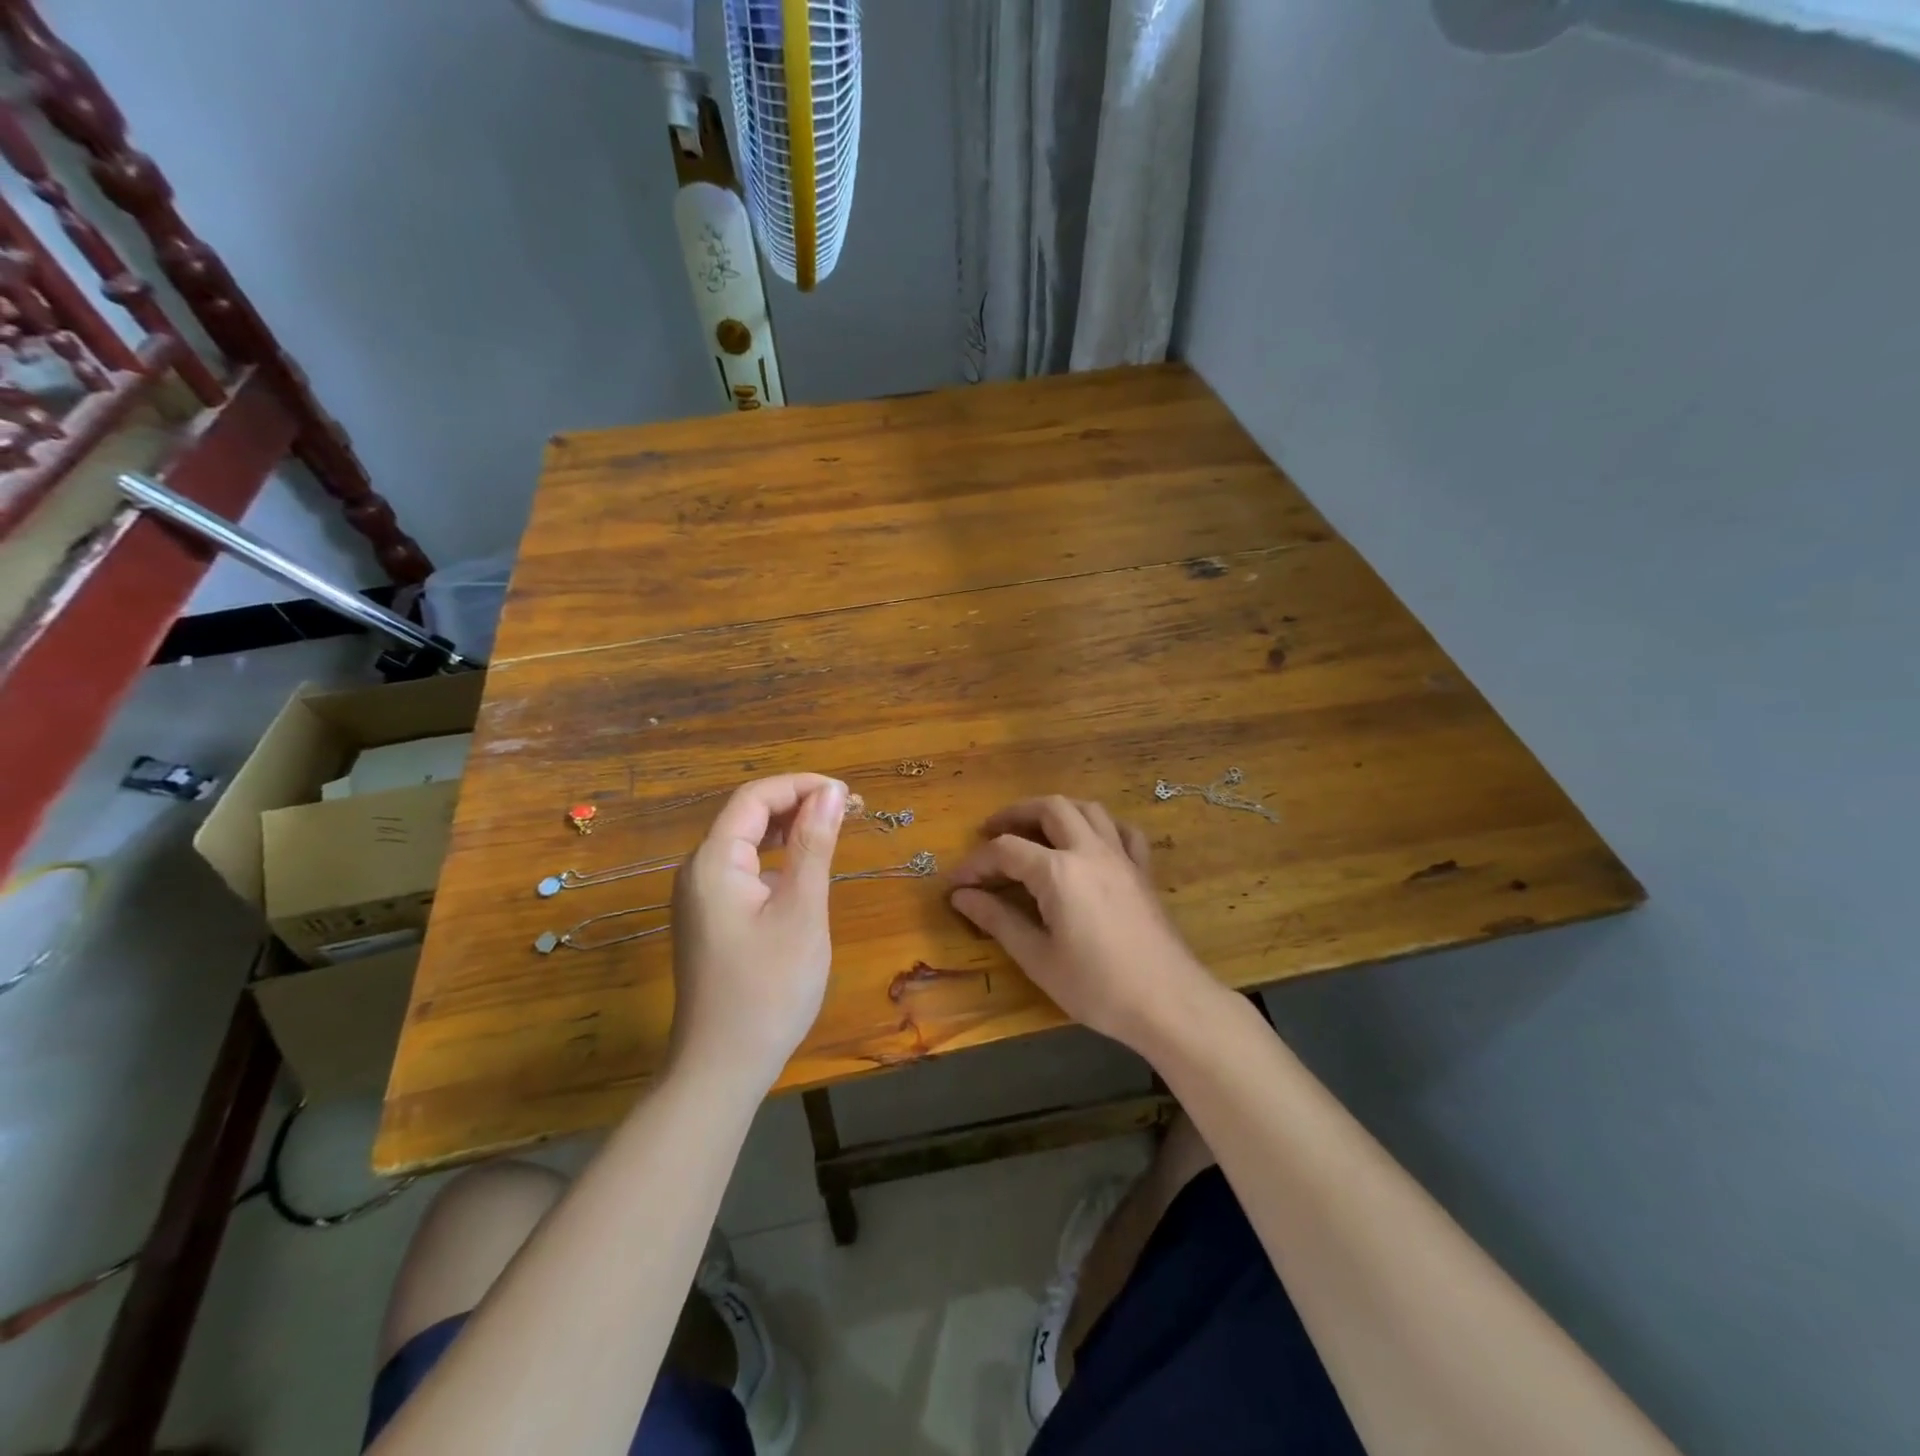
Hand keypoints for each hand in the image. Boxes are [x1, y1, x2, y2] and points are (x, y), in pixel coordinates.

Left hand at [670, 773, 847, 1089]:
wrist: (722, 1067)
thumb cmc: (769, 989)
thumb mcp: (801, 910)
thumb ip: (814, 845)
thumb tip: (832, 792)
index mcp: (713, 861)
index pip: (755, 797)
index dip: (802, 786)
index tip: (848, 796)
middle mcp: (697, 870)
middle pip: (747, 815)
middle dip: (798, 804)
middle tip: (849, 812)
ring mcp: (699, 897)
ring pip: (745, 842)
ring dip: (788, 830)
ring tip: (833, 833)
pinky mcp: (708, 919)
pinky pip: (742, 870)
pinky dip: (775, 859)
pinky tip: (803, 872)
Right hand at [948, 796, 1219, 1056]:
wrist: (1168, 1002)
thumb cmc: (1097, 987)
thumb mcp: (1038, 959)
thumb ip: (998, 920)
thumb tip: (961, 896)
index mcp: (1058, 871)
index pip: (1005, 850)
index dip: (975, 863)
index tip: (956, 883)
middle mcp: (1089, 850)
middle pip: (1049, 808)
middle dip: (1015, 814)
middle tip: (992, 831)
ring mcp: (1121, 856)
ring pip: (1087, 809)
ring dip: (1056, 811)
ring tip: (1036, 829)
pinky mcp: (1142, 870)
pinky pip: (1122, 831)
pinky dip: (1100, 826)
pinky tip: (1090, 842)